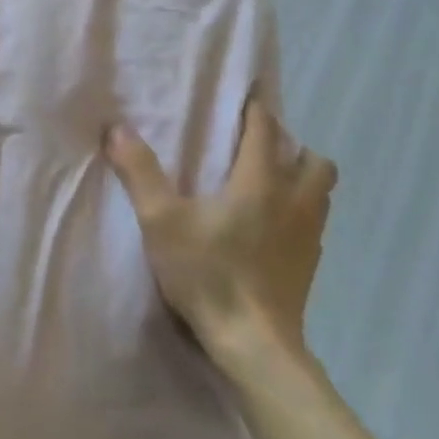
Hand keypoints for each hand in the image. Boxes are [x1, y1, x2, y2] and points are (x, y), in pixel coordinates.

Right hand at [105, 97, 337, 364]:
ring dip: (300, 179)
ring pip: (321, 192)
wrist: (253, 343)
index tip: (247, 95)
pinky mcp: (310, 266)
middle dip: (290, 146)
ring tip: (267, 185)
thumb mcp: (161, 221)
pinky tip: (271, 229)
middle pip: (312, 160)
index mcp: (260, 183)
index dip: (257, 110)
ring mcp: (309, 236)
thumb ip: (140, 172)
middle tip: (257, 149)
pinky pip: (314, 223)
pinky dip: (298, 213)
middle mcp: (295, 201)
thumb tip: (117, 129)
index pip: (266, 131)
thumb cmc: (208, 273)